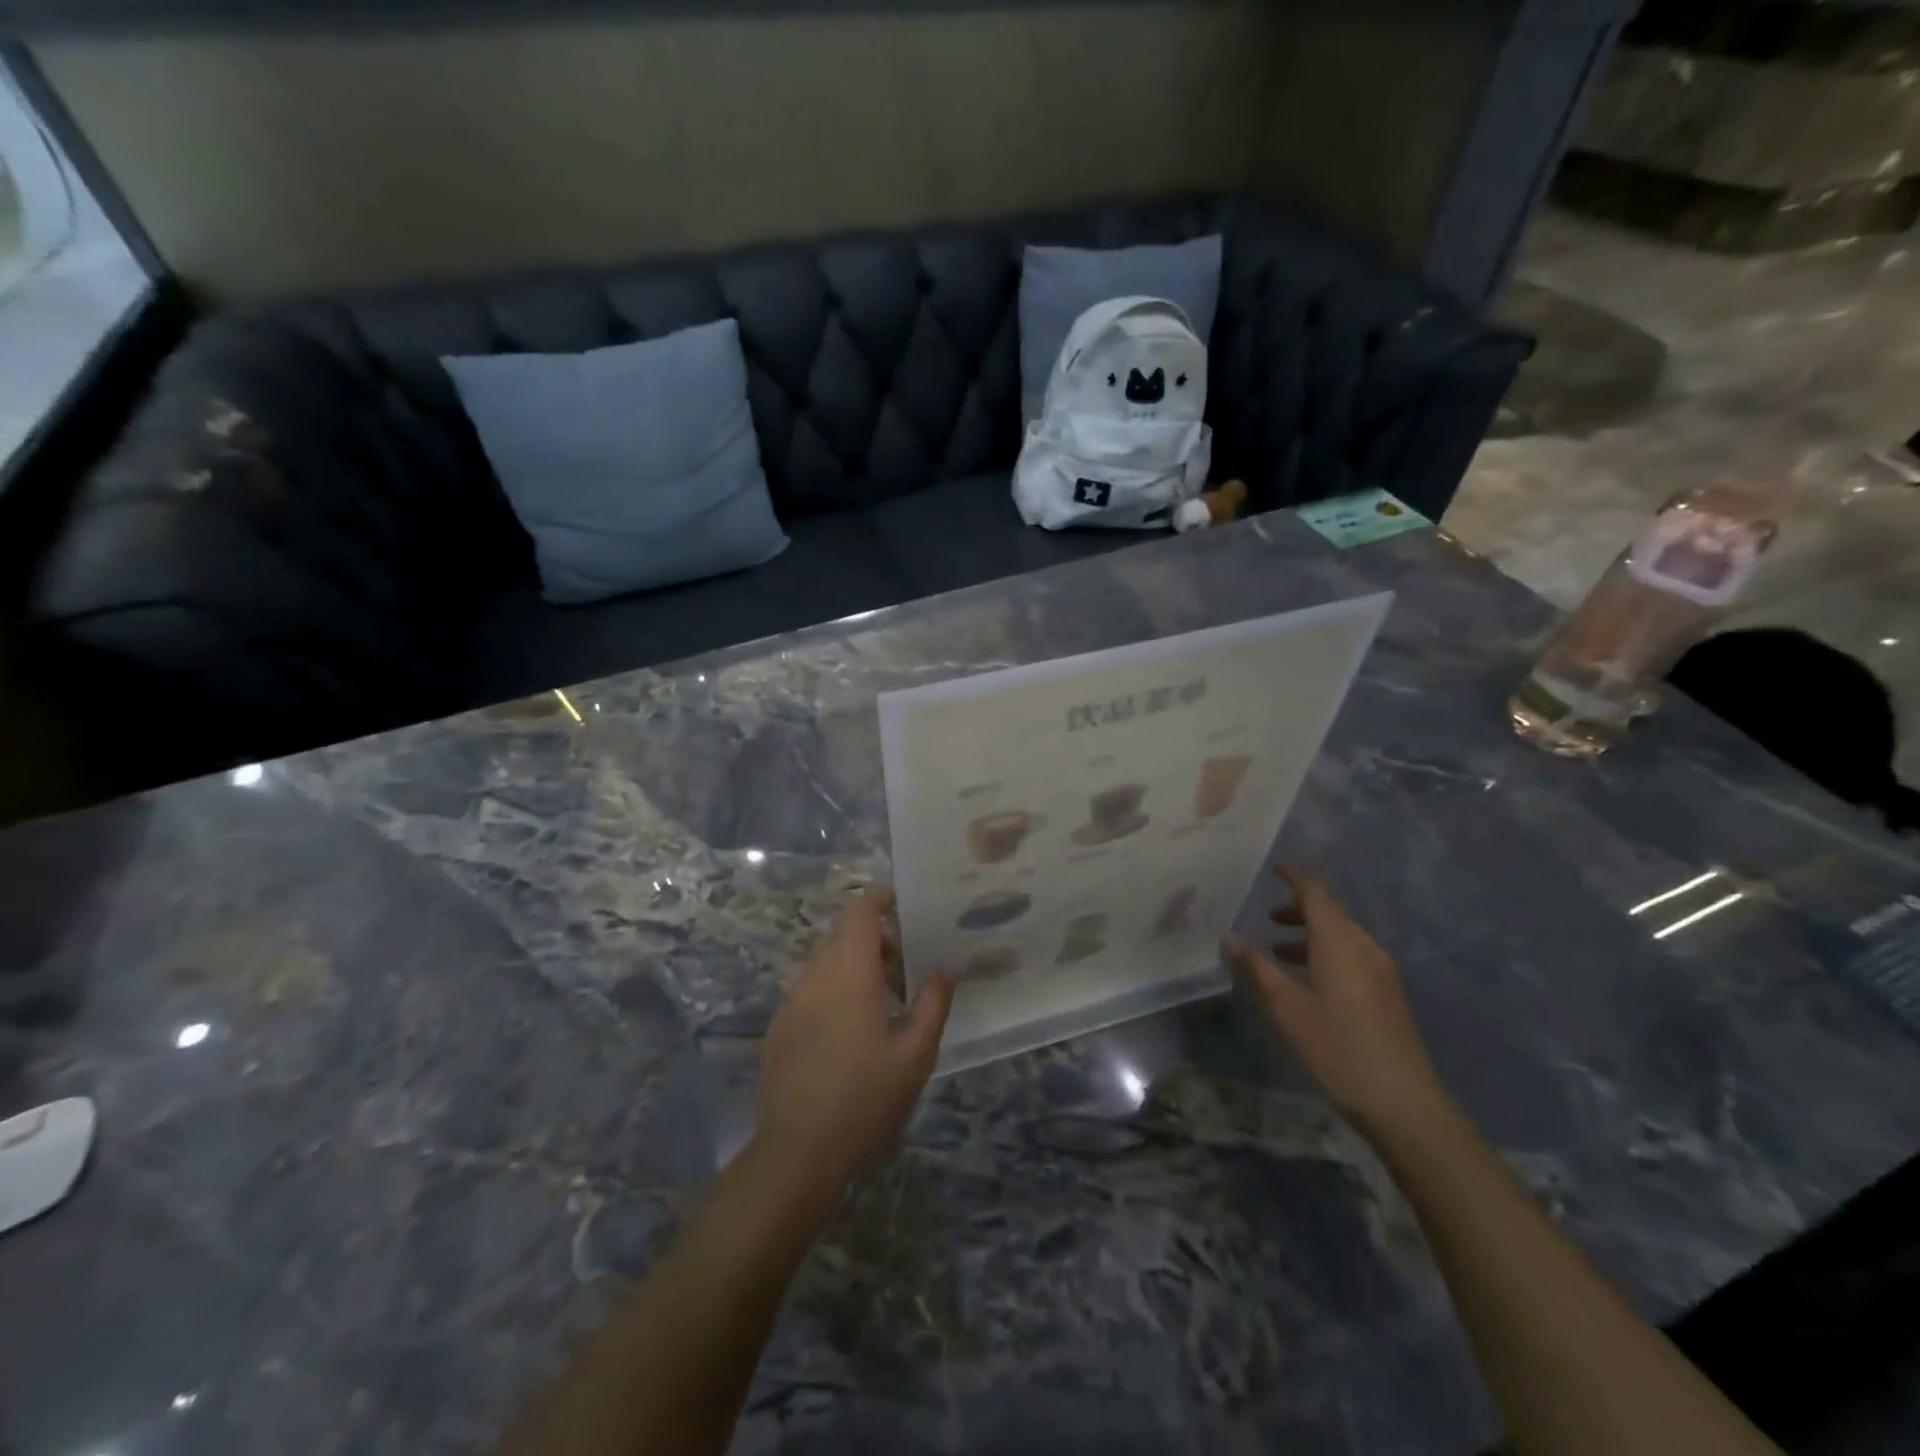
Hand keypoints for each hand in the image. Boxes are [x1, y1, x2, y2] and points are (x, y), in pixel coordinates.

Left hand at [755, 890, 954, 1192]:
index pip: (859, 912)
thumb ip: (932, 1004)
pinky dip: (831, 985)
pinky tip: (849, 1026)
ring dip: (851, 961)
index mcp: (849, 972)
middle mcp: (814, 975)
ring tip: (880, 996)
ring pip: (822, 959)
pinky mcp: (778, 1025)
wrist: (797, 1150)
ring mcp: (791, 1000)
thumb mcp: (914, 1055)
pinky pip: (808, 986)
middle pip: (840, 932)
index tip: (902, 902)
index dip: (879, 898)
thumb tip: (946, 968)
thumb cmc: (865, 1098)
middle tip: (902, 961)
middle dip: (872, 935)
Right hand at [1221, 866, 1448, 1137]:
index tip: (1275, 869)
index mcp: (1339, 942)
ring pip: (1341, 938)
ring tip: (1279, 951)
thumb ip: (1256, 968)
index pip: (1316, 893)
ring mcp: (1381, 972)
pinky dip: (1325, 955)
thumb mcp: (1286, 1008)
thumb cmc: (1338, 1048)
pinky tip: (1308, 983)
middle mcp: (1364, 947)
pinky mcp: (1387, 996)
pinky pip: (1352, 958)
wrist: (1404, 1104)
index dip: (1296, 877)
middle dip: (1298, 910)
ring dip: (1310, 936)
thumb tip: (1229, 937)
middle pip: (1331, 914)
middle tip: (1267, 918)